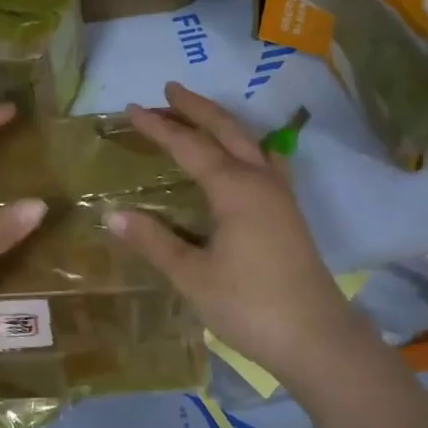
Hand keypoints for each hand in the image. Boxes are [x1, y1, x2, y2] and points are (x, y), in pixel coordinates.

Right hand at [105, 82, 371, 385]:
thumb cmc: (248, 305)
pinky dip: (246, 146)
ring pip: (249, 142)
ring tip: (199, 115)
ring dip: (222, 124)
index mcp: (234, 188)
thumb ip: (153, 241)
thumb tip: (112, 214)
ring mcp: (280, 195)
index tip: (132, 109)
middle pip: (226, 130)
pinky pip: (265, 161)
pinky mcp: (289, 213)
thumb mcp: (192, 275)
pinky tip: (245, 156)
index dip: (159, 127)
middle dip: (196, 108)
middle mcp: (260, 180)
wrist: (316, 338)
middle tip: (169, 90)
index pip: (189, 146)